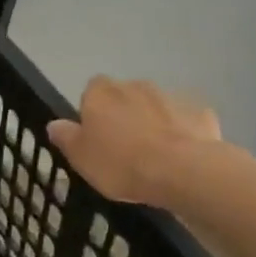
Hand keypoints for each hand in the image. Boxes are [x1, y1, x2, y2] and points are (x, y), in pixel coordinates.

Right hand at [47, 77, 221, 205]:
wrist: (182, 170)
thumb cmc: (120, 163)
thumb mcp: (80, 157)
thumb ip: (66, 137)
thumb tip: (54, 124)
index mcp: (101, 93)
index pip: (91, 90)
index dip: (92, 110)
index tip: (95, 134)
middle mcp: (135, 86)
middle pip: (124, 96)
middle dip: (123, 114)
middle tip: (122, 147)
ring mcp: (171, 96)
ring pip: (155, 106)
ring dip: (152, 121)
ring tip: (152, 154)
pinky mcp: (201, 111)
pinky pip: (184, 119)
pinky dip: (180, 131)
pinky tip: (179, 155)